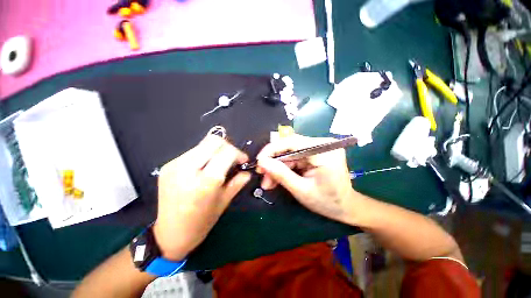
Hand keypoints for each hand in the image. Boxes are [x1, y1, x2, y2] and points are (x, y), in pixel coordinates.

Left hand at [153, 135, 250, 260]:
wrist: (169, 234)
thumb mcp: (224, 202)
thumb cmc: (201, 222)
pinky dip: (203, 156)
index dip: (239, 153)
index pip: (227, 152)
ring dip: (215, 151)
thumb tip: (247, 171)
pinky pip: (192, 152)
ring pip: (203, 144)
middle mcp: (188, 169)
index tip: (243, 161)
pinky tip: (204, 168)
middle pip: (213, 141)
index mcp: (206, 181)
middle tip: (232, 158)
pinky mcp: (168, 166)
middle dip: (228, 147)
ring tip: (219, 163)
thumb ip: (238, 182)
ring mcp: (175, 165)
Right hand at [256, 134, 356, 222]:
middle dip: (274, 163)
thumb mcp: (301, 190)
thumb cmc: (327, 202)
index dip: (272, 149)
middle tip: (262, 176)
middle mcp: (322, 144)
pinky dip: (285, 168)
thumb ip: (281, 174)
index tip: (259, 161)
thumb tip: (262, 162)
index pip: (292, 142)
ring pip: (289, 154)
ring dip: (277, 167)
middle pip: (289, 148)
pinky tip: (277, 179)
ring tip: (268, 183)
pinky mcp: (315, 153)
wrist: (346, 206)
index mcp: (324, 151)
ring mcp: (319, 148)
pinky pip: (294, 158)